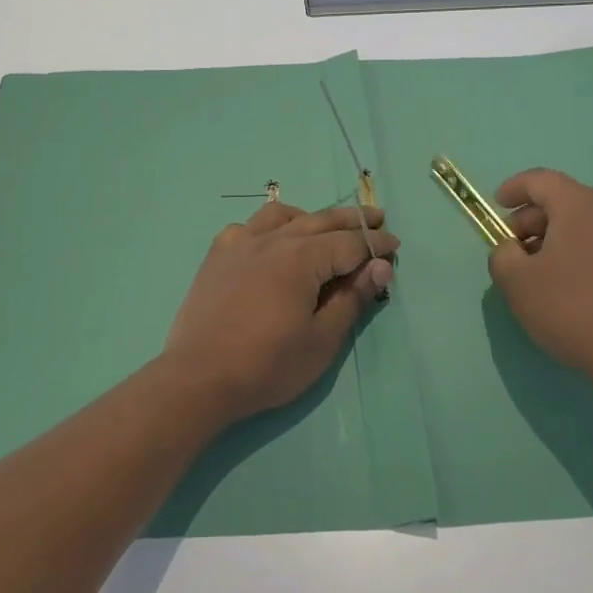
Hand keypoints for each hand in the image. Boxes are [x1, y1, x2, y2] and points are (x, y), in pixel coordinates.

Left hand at [161, 201, 397, 422]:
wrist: (198, 377)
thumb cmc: (267, 365)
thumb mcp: (321, 340)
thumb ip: (351, 299)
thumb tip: (379, 266)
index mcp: (301, 258)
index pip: (349, 242)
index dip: (375, 244)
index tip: (394, 246)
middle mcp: (272, 239)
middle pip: (320, 220)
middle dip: (352, 220)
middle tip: (376, 219)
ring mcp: (240, 243)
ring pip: (282, 215)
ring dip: (309, 217)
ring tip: (323, 228)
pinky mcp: (217, 255)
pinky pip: (246, 227)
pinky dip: (266, 227)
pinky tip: (269, 242)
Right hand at [487, 168, 592, 389]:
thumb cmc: (570, 308)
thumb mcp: (516, 280)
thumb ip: (501, 253)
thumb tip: (511, 249)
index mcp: (579, 204)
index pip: (539, 180)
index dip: (513, 189)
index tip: (496, 206)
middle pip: (561, 200)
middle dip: (531, 219)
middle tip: (511, 248)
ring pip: (582, 221)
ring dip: (554, 236)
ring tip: (536, 270)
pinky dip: (577, 249)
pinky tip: (566, 282)